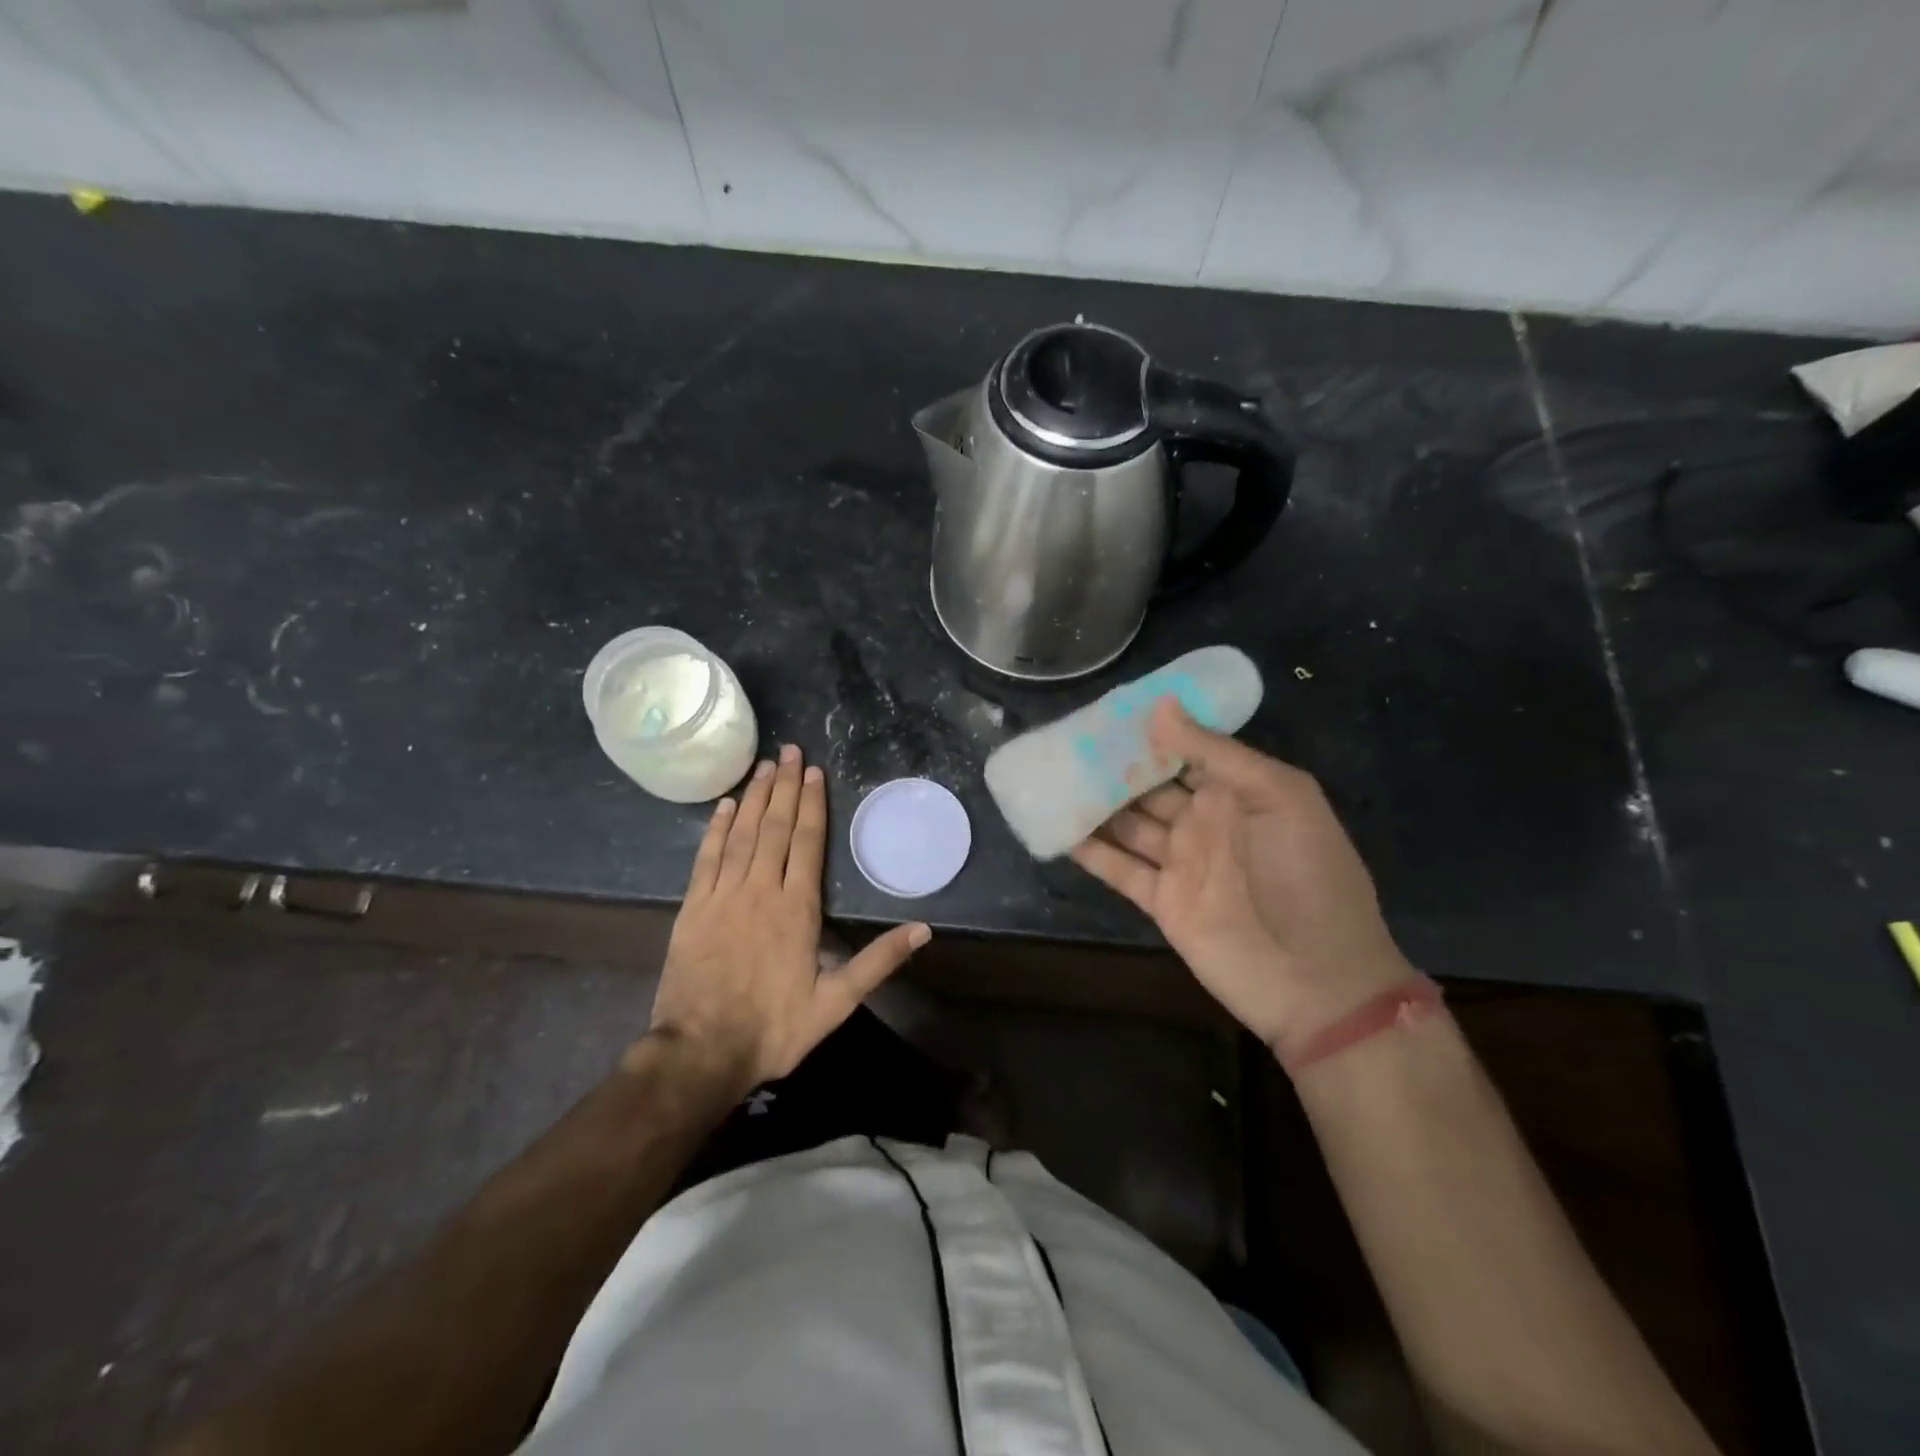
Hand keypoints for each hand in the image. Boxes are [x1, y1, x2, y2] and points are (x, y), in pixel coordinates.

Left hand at [641, 744, 930, 1088]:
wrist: (701, 1051)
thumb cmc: (774, 1028)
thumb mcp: (836, 1003)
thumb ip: (878, 961)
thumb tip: (924, 929)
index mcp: (797, 908)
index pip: (806, 842)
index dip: (811, 803)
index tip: (814, 771)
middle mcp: (761, 890)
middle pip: (774, 827)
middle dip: (784, 786)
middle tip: (788, 750)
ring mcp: (723, 895)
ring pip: (741, 834)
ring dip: (754, 796)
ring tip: (763, 765)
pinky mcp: (693, 908)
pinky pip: (706, 857)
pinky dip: (715, 828)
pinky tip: (724, 805)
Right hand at [1070, 699, 1415, 1056]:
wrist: (1317, 978)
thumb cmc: (1306, 874)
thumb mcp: (1278, 795)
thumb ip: (1216, 752)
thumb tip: (1159, 707)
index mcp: (1237, 791)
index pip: (1185, 751)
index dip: (1150, 732)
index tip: (1106, 711)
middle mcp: (1205, 821)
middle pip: (1149, 786)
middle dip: (1113, 764)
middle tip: (1066, 740)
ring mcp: (1181, 862)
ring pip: (1128, 823)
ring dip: (1095, 803)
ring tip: (1052, 775)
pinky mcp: (1162, 900)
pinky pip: (1119, 869)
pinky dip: (1090, 852)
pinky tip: (1057, 828)